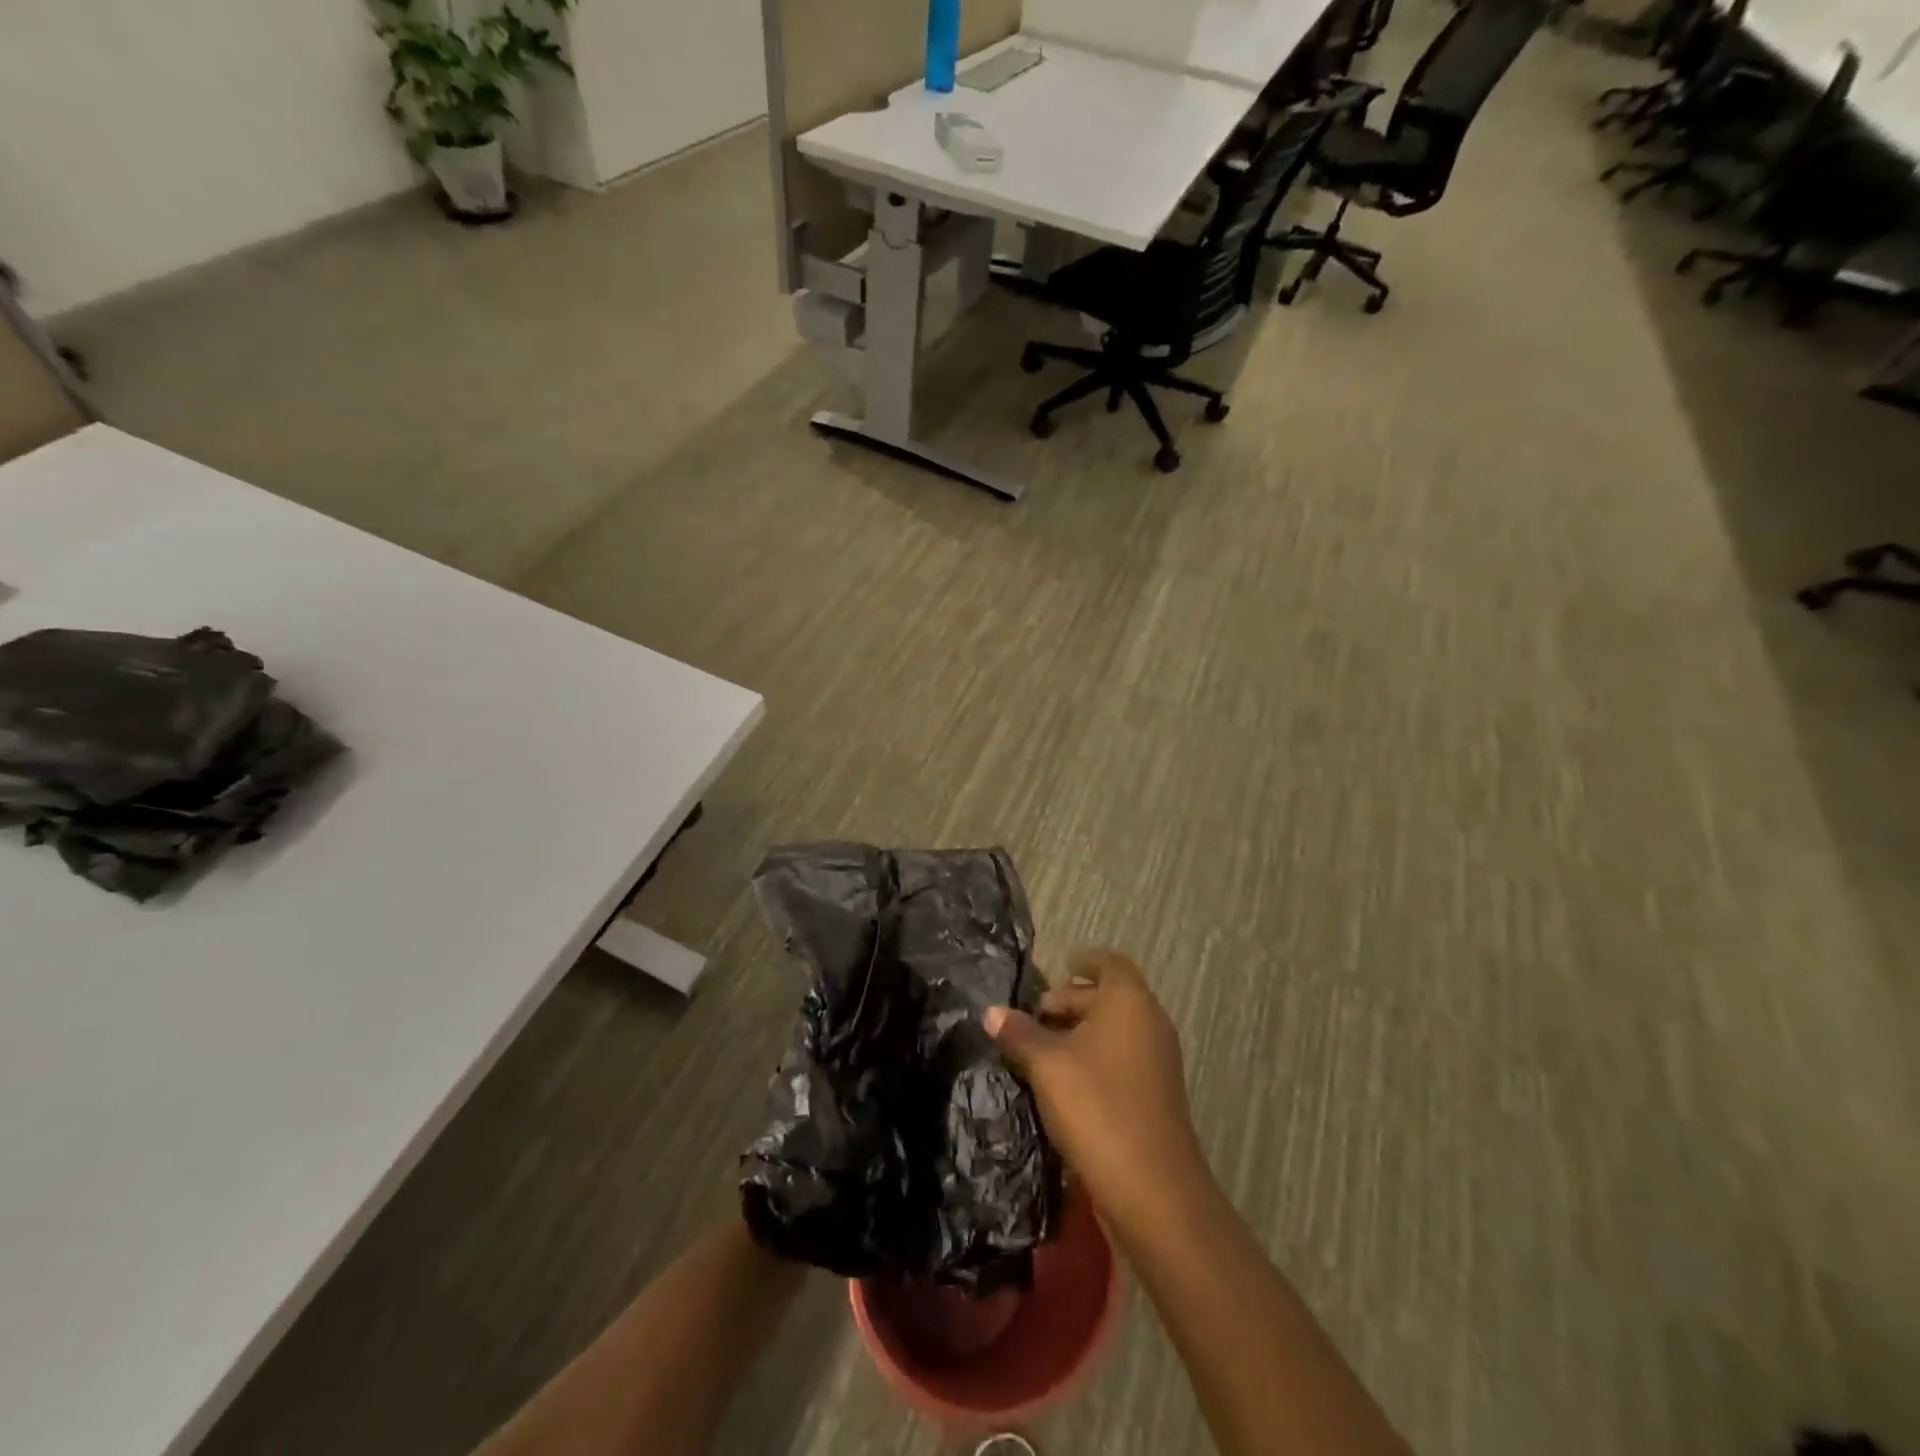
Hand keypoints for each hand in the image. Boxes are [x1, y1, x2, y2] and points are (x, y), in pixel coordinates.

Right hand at [985, 949, 1209, 1241]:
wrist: (1154, 1189)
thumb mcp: (1047, 1066)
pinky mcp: (1155, 1095)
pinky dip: (1095, 1058)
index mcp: (1129, 1001)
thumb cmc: (1097, 1107)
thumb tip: (992, 1011)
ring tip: (1040, 1049)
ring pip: (1115, 1030)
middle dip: (1071, 1000)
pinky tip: (1063, 1083)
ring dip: (1081, 1032)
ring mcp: (1158, 1061)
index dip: (1084, 961)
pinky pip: (1122, 1058)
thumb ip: (1020, 1033)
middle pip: (1110, 996)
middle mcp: (1149, 1022)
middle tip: (1033, 1015)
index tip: (1059, 965)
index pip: (1110, 963)